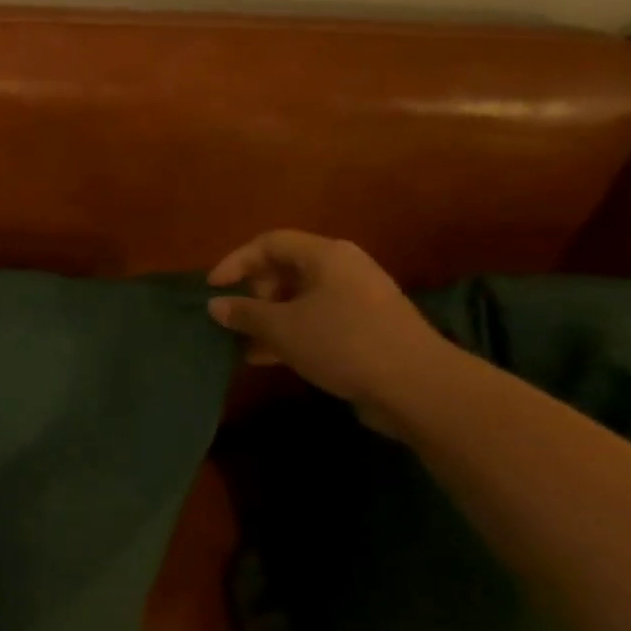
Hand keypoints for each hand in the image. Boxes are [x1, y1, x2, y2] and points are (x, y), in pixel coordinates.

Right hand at [206, 231, 457, 415]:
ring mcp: (357, 300)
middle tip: (236, 318)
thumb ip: (244, 313)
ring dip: (268, 318)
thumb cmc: (343, 342)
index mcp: (325, 255)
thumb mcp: (282, 328)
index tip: (212, 289)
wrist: (418, 387)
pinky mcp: (364, 329)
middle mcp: (342, 269)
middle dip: (253, 293)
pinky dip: (290, 334)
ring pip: (299, 299)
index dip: (235, 262)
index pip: (268, 243)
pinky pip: (316, 321)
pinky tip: (268, 358)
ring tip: (243, 342)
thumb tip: (216, 305)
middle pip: (284, 269)